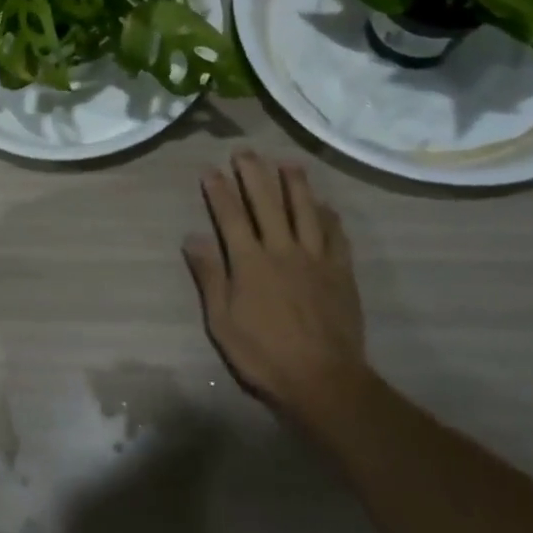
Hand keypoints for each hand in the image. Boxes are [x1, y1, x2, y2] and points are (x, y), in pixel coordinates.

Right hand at [183, 150, 366, 417]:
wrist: (323, 381)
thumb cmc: (264, 355)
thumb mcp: (222, 321)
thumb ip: (210, 276)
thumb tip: (191, 237)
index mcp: (250, 261)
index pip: (230, 215)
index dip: (219, 190)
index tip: (209, 169)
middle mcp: (282, 249)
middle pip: (267, 202)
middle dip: (253, 174)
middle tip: (245, 151)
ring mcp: (315, 258)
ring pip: (305, 210)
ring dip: (295, 183)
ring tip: (288, 162)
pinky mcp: (341, 272)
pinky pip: (336, 235)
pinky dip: (329, 216)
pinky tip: (325, 205)